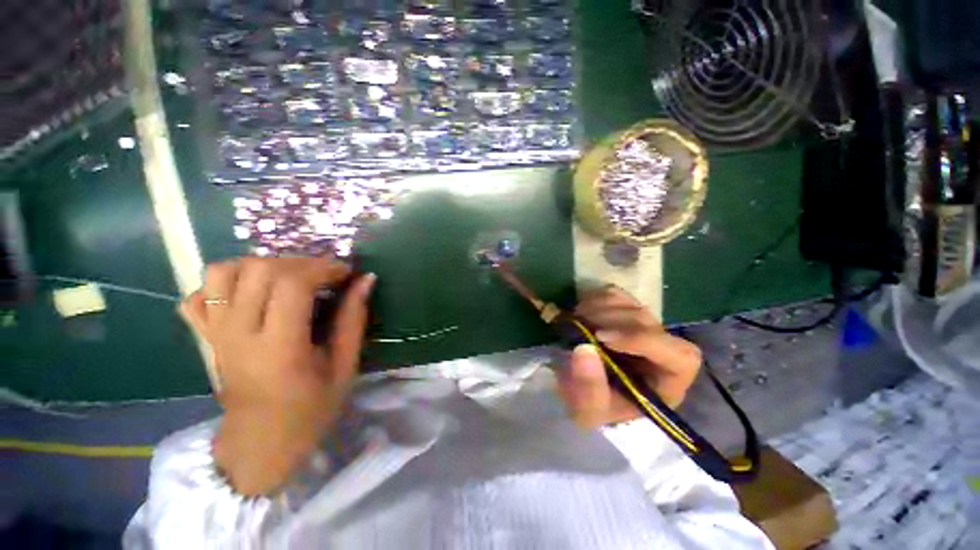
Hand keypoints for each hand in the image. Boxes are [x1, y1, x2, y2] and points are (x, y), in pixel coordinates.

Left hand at [181, 257, 374, 494]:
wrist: (260, 444)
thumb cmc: (310, 409)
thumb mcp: (345, 366)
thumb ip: (354, 319)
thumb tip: (366, 280)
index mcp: (279, 347)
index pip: (292, 285)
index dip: (323, 268)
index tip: (345, 273)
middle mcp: (239, 334)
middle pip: (259, 270)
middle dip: (300, 262)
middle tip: (323, 274)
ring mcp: (216, 334)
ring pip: (223, 272)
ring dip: (261, 265)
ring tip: (289, 278)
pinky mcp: (205, 337)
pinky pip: (200, 294)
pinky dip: (225, 283)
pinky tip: (253, 294)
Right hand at [555, 286, 701, 428]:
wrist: (585, 388)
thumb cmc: (596, 406)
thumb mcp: (590, 411)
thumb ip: (589, 389)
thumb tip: (583, 348)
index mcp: (668, 381)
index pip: (680, 356)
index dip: (643, 341)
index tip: (602, 339)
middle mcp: (662, 349)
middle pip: (648, 323)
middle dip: (610, 321)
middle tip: (579, 325)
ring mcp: (643, 325)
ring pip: (631, 305)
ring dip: (599, 308)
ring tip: (576, 320)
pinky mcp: (625, 310)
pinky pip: (616, 294)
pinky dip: (595, 298)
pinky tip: (580, 311)